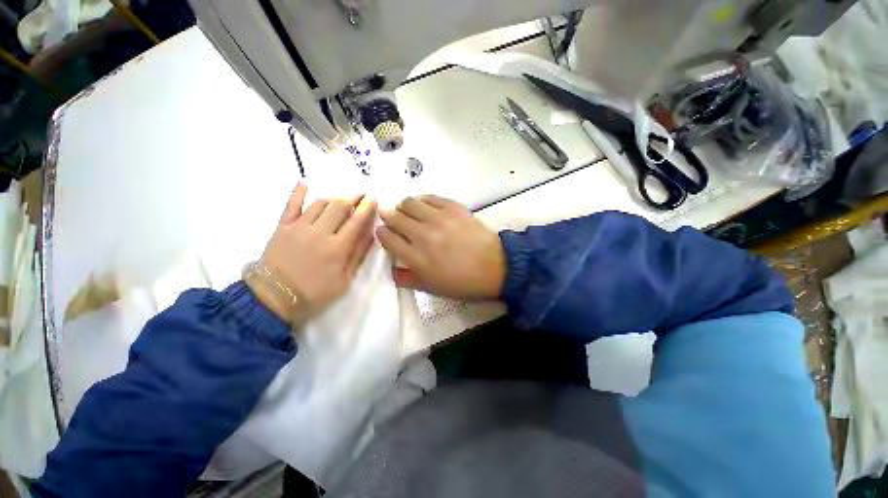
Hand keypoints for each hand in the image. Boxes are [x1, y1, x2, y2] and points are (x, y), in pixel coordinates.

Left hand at [247, 183, 377, 323]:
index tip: (373, 199)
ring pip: (320, 204)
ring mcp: (299, 227)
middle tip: (362, 194)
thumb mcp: (344, 280)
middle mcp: (320, 232)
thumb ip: (358, 255)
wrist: (274, 298)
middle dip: (353, 197)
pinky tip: (304, 183)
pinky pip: (290, 205)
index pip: (356, 221)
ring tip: (343, 197)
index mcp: (338, 247)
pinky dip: (298, 193)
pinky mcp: (282, 227)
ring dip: (334, 197)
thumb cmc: (315, 293)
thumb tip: (370, 234)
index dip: (366, 208)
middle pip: (339, 207)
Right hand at [377, 195, 504, 299]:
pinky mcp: (453, 208)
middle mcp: (423, 234)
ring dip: (404, 206)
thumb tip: (392, 270)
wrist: (495, 267)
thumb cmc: (463, 283)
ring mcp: (439, 218)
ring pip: (409, 202)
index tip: (384, 233)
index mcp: (416, 257)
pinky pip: (430, 197)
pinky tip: (426, 207)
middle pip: (395, 217)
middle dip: (388, 217)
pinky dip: (423, 201)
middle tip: (393, 219)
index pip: (387, 238)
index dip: (382, 233)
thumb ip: (408, 279)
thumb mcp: (432, 288)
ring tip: (409, 212)